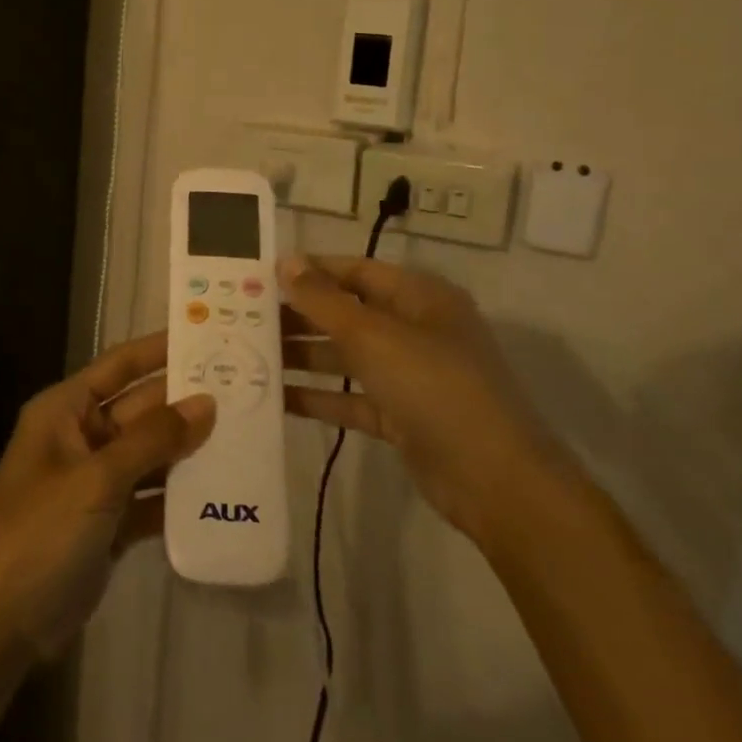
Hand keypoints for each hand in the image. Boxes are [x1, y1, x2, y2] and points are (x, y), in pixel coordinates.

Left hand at [0, 333, 215, 661]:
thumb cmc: (39, 532)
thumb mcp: (96, 479)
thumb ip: (153, 439)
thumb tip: (206, 402)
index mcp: (65, 410)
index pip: (119, 365)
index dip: (159, 348)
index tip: (207, 335)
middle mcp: (80, 437)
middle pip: (141, 409)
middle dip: (186, 401)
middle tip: (245, 389)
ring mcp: (95, 482)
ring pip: (150, 454)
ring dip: (189, 448)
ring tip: (246, 433)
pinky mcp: (109, 523)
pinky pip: (151, 496)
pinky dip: (180, 495)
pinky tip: (223, 490)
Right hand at [279, 253, 561, 542]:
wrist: (495, 480)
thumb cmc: (434, 387)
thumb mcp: (374, 337)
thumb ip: (325, 300)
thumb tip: (287, 261)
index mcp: (419, 298)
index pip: (356, 270)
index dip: (311, 271)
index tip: (262, 275)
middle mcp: (415, 330)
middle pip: (348, 314)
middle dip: (300, 316)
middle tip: (246, 319)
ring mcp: (410, 376)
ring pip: (347, 357)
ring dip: (304, 357)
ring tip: (250, 356)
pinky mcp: (402, 417)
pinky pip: (352, 398)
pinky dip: (319, 397)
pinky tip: (276, 399)